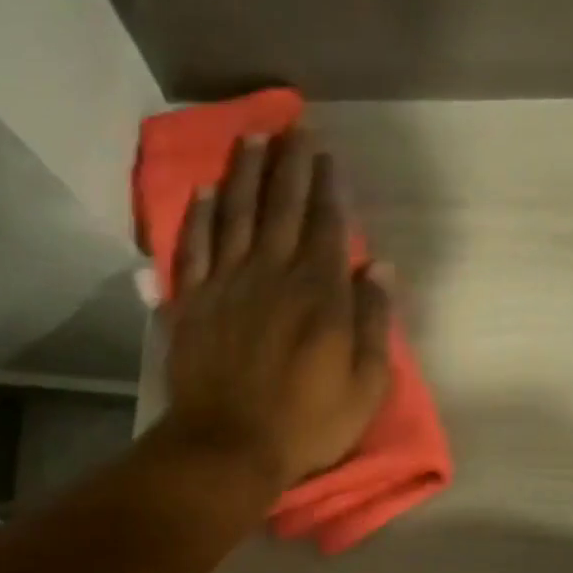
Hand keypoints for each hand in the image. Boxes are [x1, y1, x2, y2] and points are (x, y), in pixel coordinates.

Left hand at [162, 130, 392, 489]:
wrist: (227, 447)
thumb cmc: (305, 424)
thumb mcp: (364, 387)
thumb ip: (374, 325)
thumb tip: (381, 269)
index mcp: (319, 293)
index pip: (328, 225)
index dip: (329, 186)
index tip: (327, 152)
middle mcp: (272, 274)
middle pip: (283, 207)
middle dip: (291, 163)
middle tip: (293, 125)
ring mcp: (226, 285)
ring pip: (236, 215)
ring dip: (245, 174)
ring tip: (251, 139)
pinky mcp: (191, 303)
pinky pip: (193, 248)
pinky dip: (199, 218)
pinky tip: (204, 193)